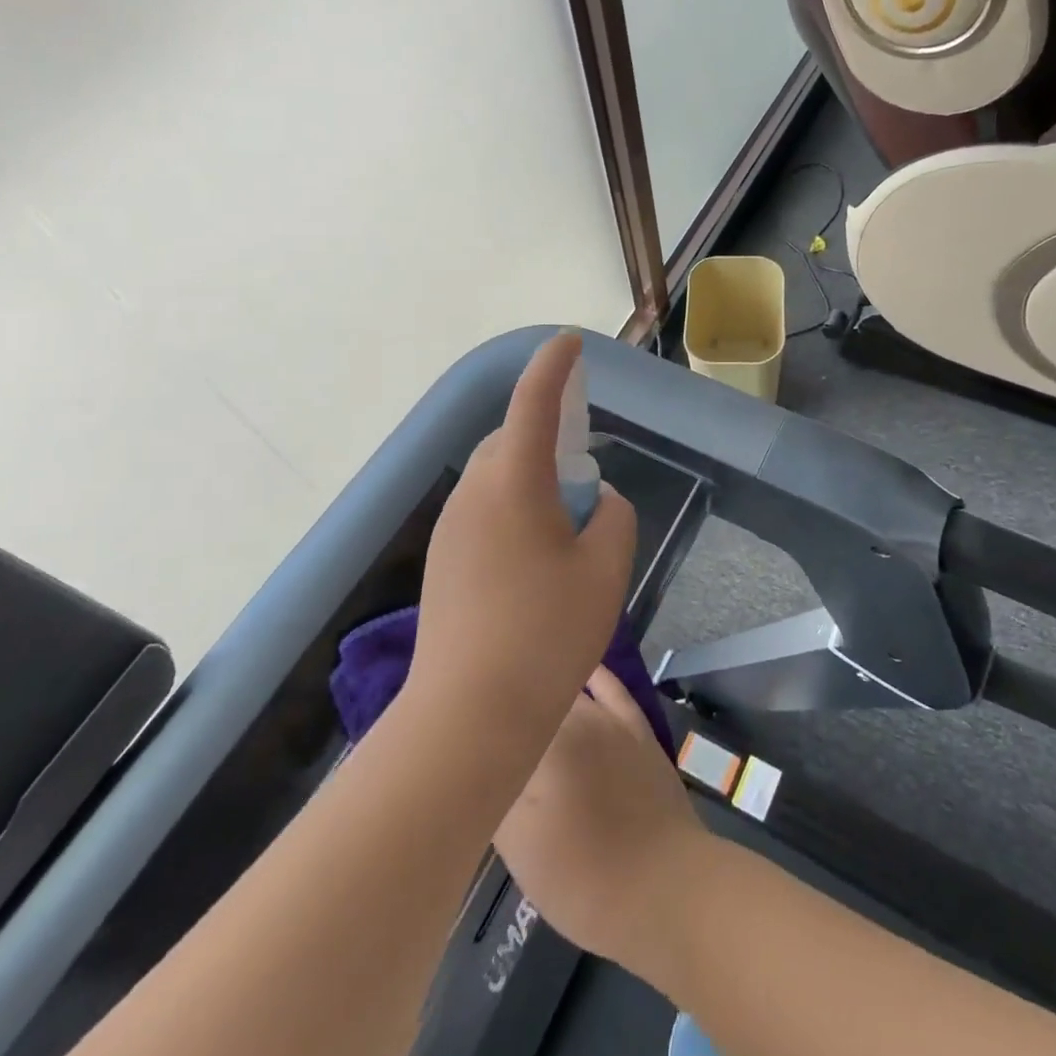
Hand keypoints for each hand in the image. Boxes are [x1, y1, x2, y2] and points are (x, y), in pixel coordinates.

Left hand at [408, 332, 637, 748]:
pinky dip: (514, 511)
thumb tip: (598, 501)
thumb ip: (613, 518)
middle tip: (584, 478)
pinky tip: (535, 562)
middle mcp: (473, 493)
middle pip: (512, 441)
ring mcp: (450, 528)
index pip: (534, 402)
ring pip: (496, 478)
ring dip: (531, 480)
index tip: (570, 342)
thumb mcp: (604, 569)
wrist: (469, 713)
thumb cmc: (546, 634)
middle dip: (548, 439)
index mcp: (513, 482)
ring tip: (565, 529)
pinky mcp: (442, 561)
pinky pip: (483, 511)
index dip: (554, 366)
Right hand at [494, 668, 711, 973]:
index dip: (475, 718)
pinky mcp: (637, 729)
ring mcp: (609, 720)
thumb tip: (477, 760)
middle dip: (508, 701)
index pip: (497, 716)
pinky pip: (611, 689)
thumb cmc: (582, 876)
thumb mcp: (518, 846)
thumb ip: (494, 792)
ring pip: (567, 690)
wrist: (664, 887)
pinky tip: (581, 669)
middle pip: (532, 697)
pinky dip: (593, 675)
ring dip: (544, 685)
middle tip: (483, 714)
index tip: (458, 722)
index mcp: (540, 744)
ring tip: (518, 681)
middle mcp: (573, 717)